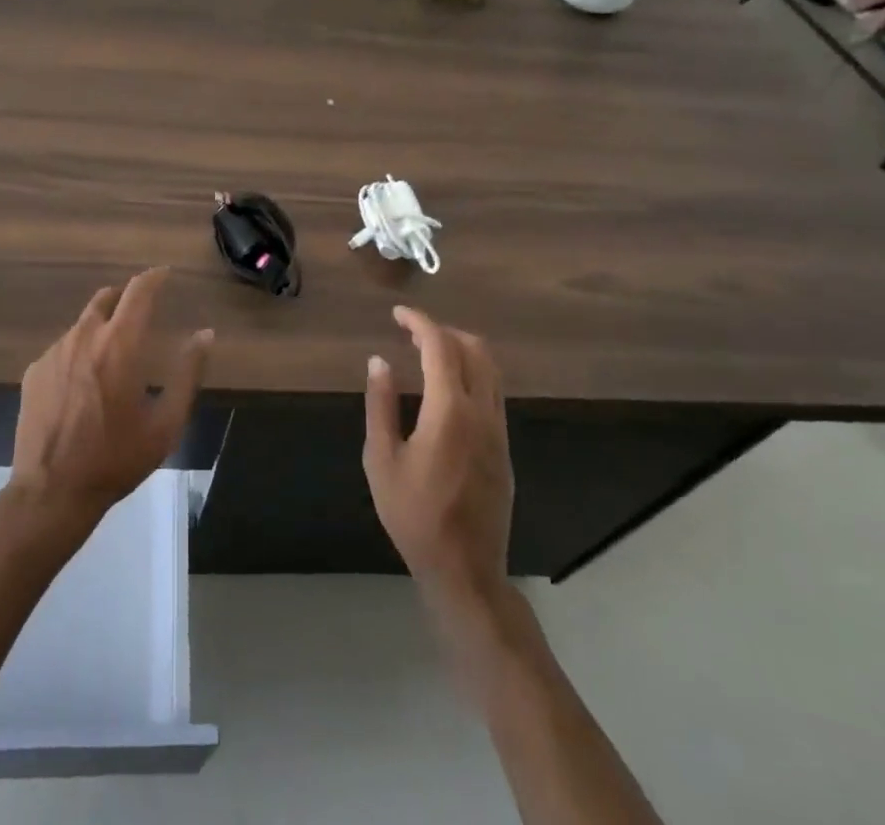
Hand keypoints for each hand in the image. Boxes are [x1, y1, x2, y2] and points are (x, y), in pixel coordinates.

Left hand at [10, 269, 212, 527]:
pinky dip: (80, 351)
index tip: (165, 274)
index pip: (138, 291)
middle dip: (126, 296)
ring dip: (102, 326)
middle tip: (141, 311)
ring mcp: (54, 352)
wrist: (51, 492)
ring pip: (83, 323)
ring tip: (114, 354)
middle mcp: (84, 337)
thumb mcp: (165, 423)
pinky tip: (84, 383)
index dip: (154, 278)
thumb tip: (205, 334)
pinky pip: (63, 347)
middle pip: (106, 297)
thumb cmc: (116, 458)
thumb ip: (188, 373)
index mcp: (120, 345)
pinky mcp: (35, 371)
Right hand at [363, 306, 513, 602]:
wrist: (466, 570)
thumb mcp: (381, 460)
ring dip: (460, 349)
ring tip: (427, 354)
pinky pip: (493, 392)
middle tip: (410, 333)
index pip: (440, 346)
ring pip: (490, 369)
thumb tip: (379, 362)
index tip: (397, 314)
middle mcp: (482, 412)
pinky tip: (446, 389)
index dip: (419, 322)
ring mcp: (499, 430)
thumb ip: (381, 405)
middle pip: (473, 349)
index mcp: (450, 411)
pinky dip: (471, 372)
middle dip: (442, 330)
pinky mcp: (505, 448)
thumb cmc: (415, 516)